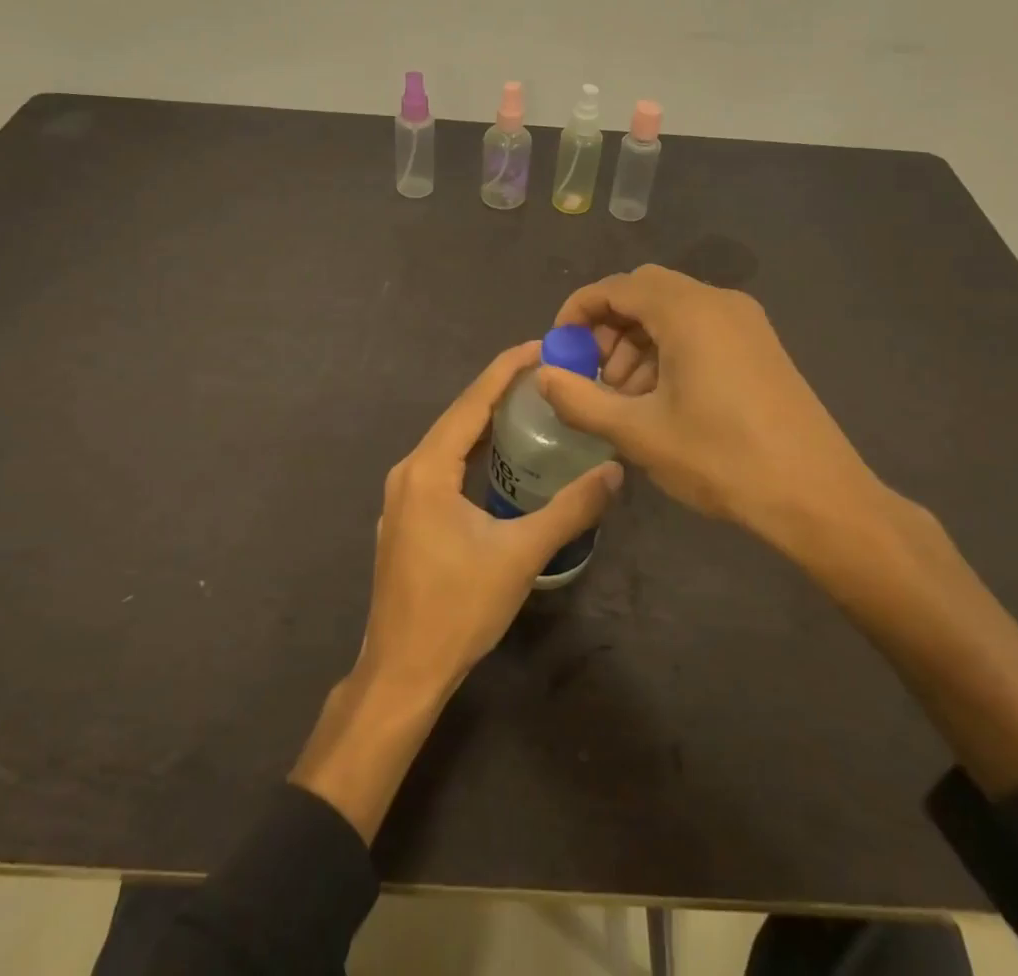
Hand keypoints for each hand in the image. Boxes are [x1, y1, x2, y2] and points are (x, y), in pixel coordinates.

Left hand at [358, 341, 622, 701]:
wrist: (403, 672)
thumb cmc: (458, 609)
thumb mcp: (520, 555)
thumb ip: (569, 510)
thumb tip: (614, 473)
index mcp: (427, 469)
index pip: (472, 403)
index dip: (506, 370)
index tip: (540, 345)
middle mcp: (409, 471)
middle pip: (459, 416)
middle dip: (499, 390)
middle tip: (546, 372)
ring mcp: (403, 496)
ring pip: (449, 442)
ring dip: (486, 420)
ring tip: (530, 403)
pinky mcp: (407, 517)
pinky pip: (443, 465)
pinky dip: (473, 449)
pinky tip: (500, 456)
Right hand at [536, 265, 888, 560]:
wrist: (818, 496)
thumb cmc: (722, 459)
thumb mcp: (639, 433)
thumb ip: (581, 399)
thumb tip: (542, 374)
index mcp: (687, 312)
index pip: (616, 287)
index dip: (578, 312)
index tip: (559, 348)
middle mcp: (718, 302)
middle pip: (644, 292)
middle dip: (608, 326)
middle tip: (592, 373)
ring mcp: (745, 322)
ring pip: (672, 310)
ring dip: (637, 340)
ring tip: (625, 395)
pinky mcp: (760, 344)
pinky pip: (700, 327)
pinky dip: (668, 348)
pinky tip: (662, 397)